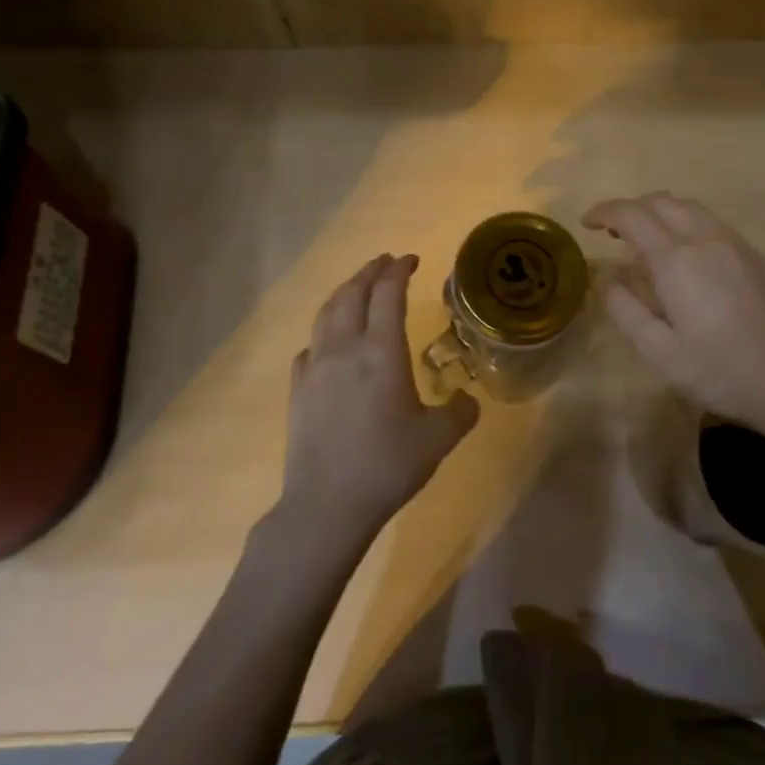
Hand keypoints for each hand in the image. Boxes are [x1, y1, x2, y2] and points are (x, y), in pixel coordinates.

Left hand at [281, 254, 479, 541]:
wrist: (327, 504)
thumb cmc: (388, 464)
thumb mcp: (439, 439)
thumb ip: (460, 412)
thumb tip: (466, 400)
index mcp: (381, 351)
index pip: (388, 294)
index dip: (399, 271)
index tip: (411, 260)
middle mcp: (345, 349)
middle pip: (352, 294)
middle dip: (370, 272)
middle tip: (385, 262)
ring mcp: (316, 368)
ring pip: (326, 314)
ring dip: (344, 293)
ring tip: (356, 288)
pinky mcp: (298, 391)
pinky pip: (310, 347)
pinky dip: (323, 333)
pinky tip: (328, 344)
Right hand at [584, 194, 764, 437]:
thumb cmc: (720, 371)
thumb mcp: (660, 353)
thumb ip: (626, 311)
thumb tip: (609, 280)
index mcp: (677, 260)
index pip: (633, 216)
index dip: (605, 212)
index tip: (587, 223)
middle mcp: (706, 239)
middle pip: (663, 202)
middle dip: (632, 209)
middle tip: (613, 233)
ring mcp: (736, 245)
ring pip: (690, 208)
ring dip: (660, 213)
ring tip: (646, 241)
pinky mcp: (756, 257)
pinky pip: (712, 223)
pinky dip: (686, 224)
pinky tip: (685, 256)